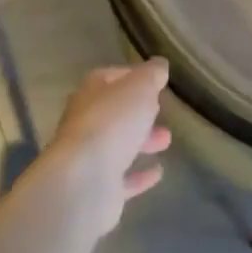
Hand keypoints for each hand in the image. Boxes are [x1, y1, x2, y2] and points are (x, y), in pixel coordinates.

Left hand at [46, 59, 172, 235]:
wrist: (84, 181)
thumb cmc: (112, 123)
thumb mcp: (139, 88)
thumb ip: (151, 75)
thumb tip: (159, 65)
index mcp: (91, 92)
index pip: (111, 77)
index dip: (133, 76)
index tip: (155, 80)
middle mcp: (86, 121)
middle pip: (115, 112)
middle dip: (138, 111)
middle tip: (161, 111)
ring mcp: (90, 156)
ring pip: (119, 144)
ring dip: (142, 140)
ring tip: (166, 140)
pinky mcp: (98, 188)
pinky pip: (123, 178)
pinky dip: (140, 174)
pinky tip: (158, 172)